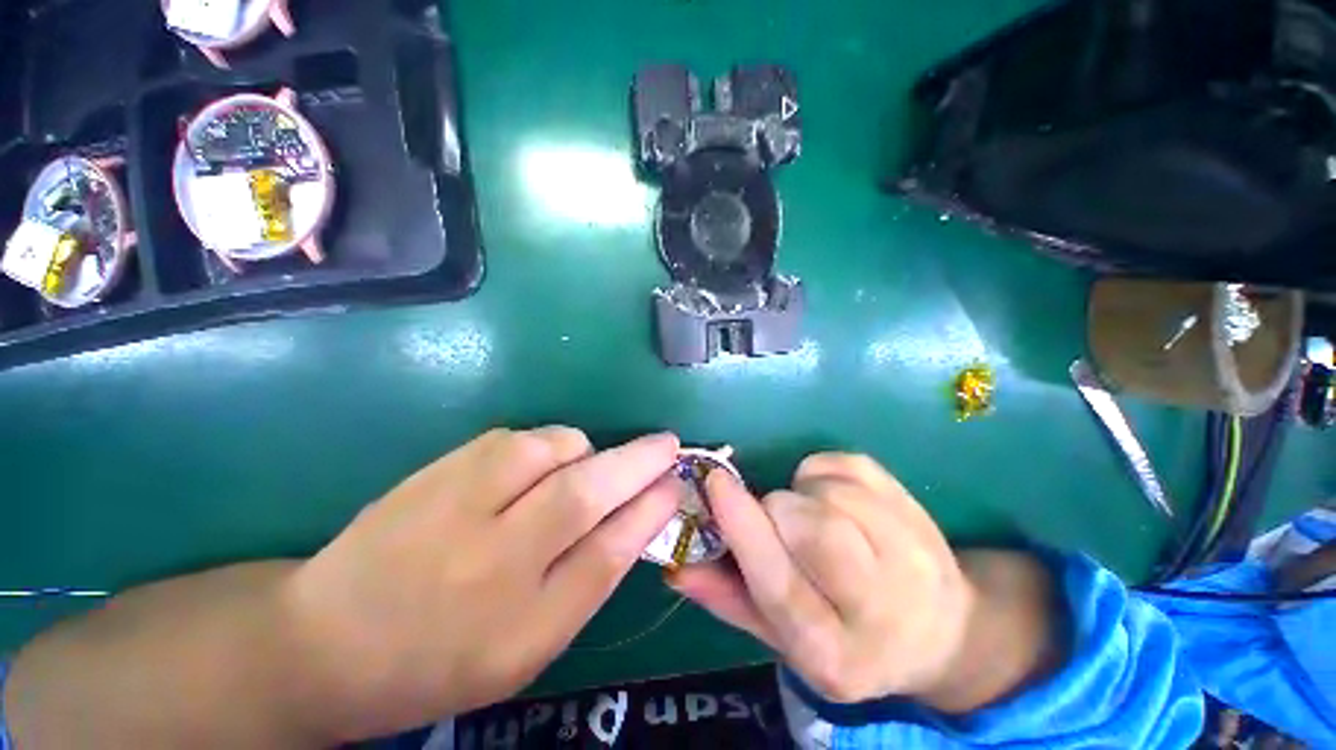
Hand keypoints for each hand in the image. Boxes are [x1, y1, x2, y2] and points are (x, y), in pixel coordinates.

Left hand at [281, 427, 680, 740]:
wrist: (324, 639)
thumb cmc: (440, 658)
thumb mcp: (526, 648)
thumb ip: (586, 582)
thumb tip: (635, 517)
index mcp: (518, 630)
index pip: (608, 554)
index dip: (650, 510)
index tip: (676, 483)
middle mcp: (490, 563)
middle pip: (585, 494)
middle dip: (638, 462)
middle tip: (668, 444)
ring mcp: (457, 506)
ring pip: (553, 449)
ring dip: (585, 450)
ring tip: (580, 469)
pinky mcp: (440, 468)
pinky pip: (519, 439)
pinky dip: (546, 445)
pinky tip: (534, 468)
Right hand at [671, 453, 974, 704]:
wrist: (939, 630)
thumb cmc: (845, 636)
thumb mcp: (781, 636)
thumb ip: (726, 598)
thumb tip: (674, 562)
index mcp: (835, 653)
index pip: (780, 583)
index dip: (743, 527)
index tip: (715, 482)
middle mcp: (880, 608)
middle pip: (810, 525)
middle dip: (777, 510)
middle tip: (778, 520)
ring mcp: (909, 551)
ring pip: (828, 491)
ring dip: (803, 493)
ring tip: (815, 516)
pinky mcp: (913, 506)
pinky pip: (844, 465)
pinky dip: (823, 473)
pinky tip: (837, 500)